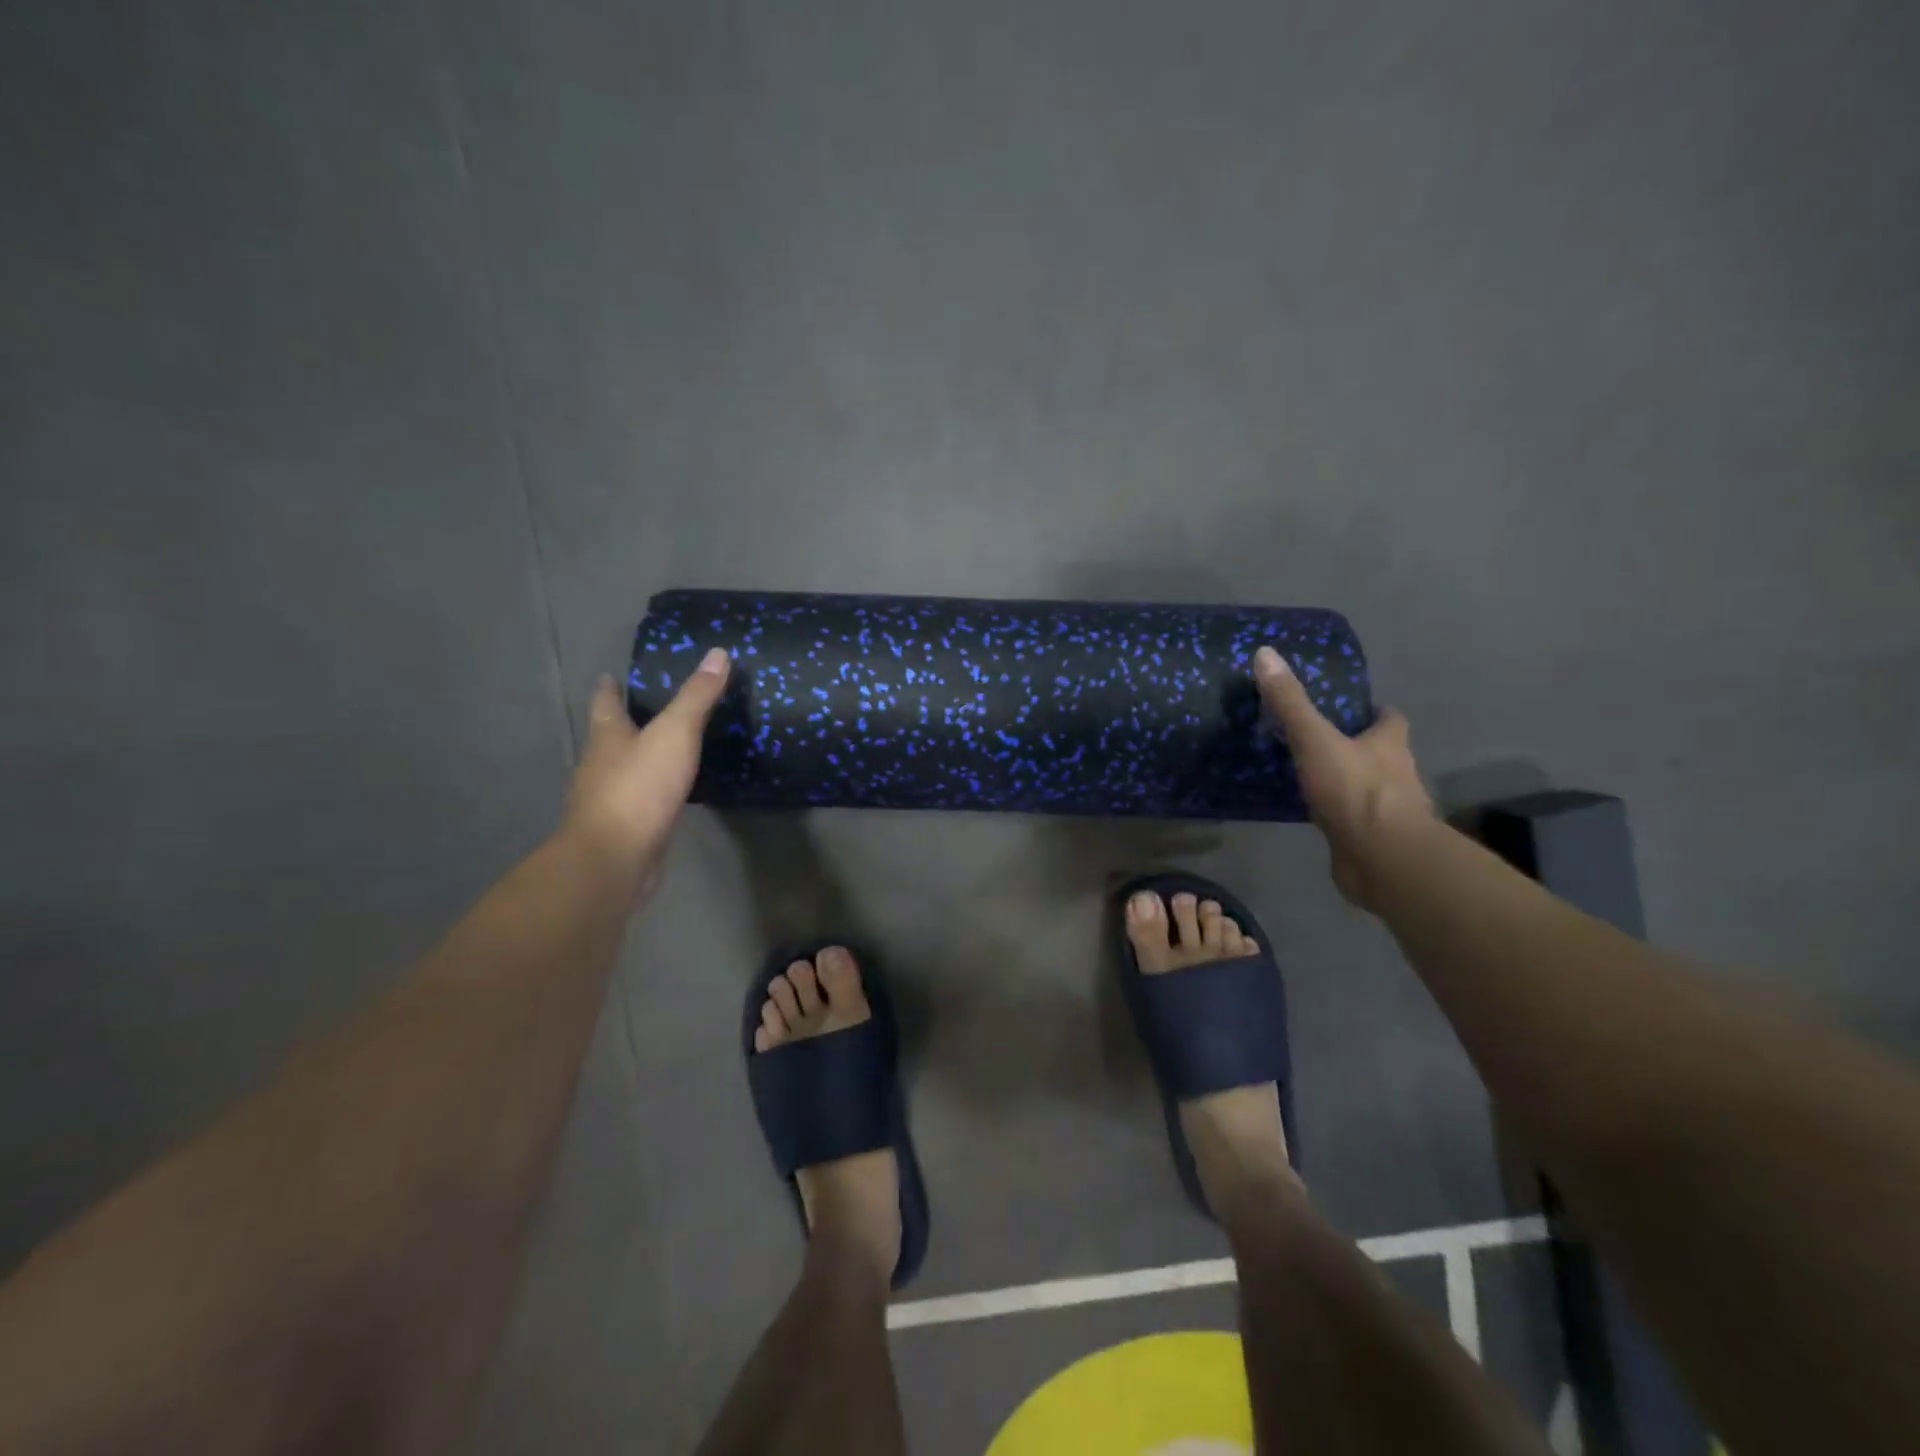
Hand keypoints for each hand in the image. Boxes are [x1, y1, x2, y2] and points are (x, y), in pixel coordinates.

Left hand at [561, 648, 729, 903]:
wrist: (614, 859)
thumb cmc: (639, 788)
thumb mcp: (674, 735)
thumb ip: (696, 697)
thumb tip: (717, 653)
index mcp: (607, 737)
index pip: (605, 703)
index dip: (609, 688)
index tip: (611, 676)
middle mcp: (601, 766)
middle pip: (611, 737)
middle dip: (627, 723)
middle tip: (653, 709)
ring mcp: (609, 801)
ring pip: (625, 771)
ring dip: (642, 759)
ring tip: (670, 750)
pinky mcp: (625, 830)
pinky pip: (642, 802)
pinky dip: (654, 793)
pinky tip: (673, 794)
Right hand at [1253, 646, 1432, 909]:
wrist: (1382, 859)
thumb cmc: (1356, 791)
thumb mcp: (1316, 739)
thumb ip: (1291, 703)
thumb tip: (1265, 653)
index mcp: (1389, 744)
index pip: (1389, 719)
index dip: (1371, 712)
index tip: (1347, 706)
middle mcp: (1396, 773)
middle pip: (1378, 752)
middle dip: (1353, 745)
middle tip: (1314, 738)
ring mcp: (1386, 810)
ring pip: (1364, 787)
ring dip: (1343, 781)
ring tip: (1304, 774)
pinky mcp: (1370, 839)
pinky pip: (1350, 820)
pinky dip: (1334, 814)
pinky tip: (1307, 813)